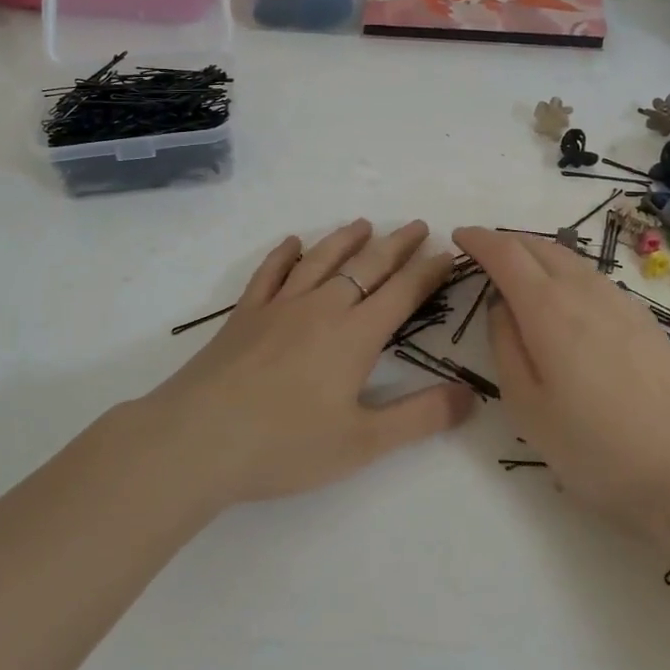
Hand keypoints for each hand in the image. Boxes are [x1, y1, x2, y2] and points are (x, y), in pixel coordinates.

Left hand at [145, 219, 475, 504]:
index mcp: (354, 335)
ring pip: (320, 261)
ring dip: (345, 240)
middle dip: (395, 245)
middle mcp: (321, 308)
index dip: (428, 272)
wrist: (198, 439)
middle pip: (366, 266)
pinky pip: (269, 273)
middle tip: (416, 225)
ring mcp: (279, 306)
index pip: (401, 293)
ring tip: (363, 224)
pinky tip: (292, 243)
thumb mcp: (363, 443)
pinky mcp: (245, 315)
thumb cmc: (285, 445)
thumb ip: (420, 418)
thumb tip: (471, 394)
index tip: (447, 254)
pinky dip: (284, 255)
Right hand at [453, 226, 669, 538]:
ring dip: (536, 254)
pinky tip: (564, 298)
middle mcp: (584, 291)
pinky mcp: (643, 318)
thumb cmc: (595, 448)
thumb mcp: (527, 407)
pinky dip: (564, 272)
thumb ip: (506, 346)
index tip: (459, 236)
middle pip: (539, 246)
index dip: (478, 240)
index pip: (505, 253)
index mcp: (548, 309)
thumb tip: (501, 307)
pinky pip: (591, 277)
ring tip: (519, 272)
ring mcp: (620, 301)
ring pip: (569, 259)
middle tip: (483, 253)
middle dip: (506, 241)